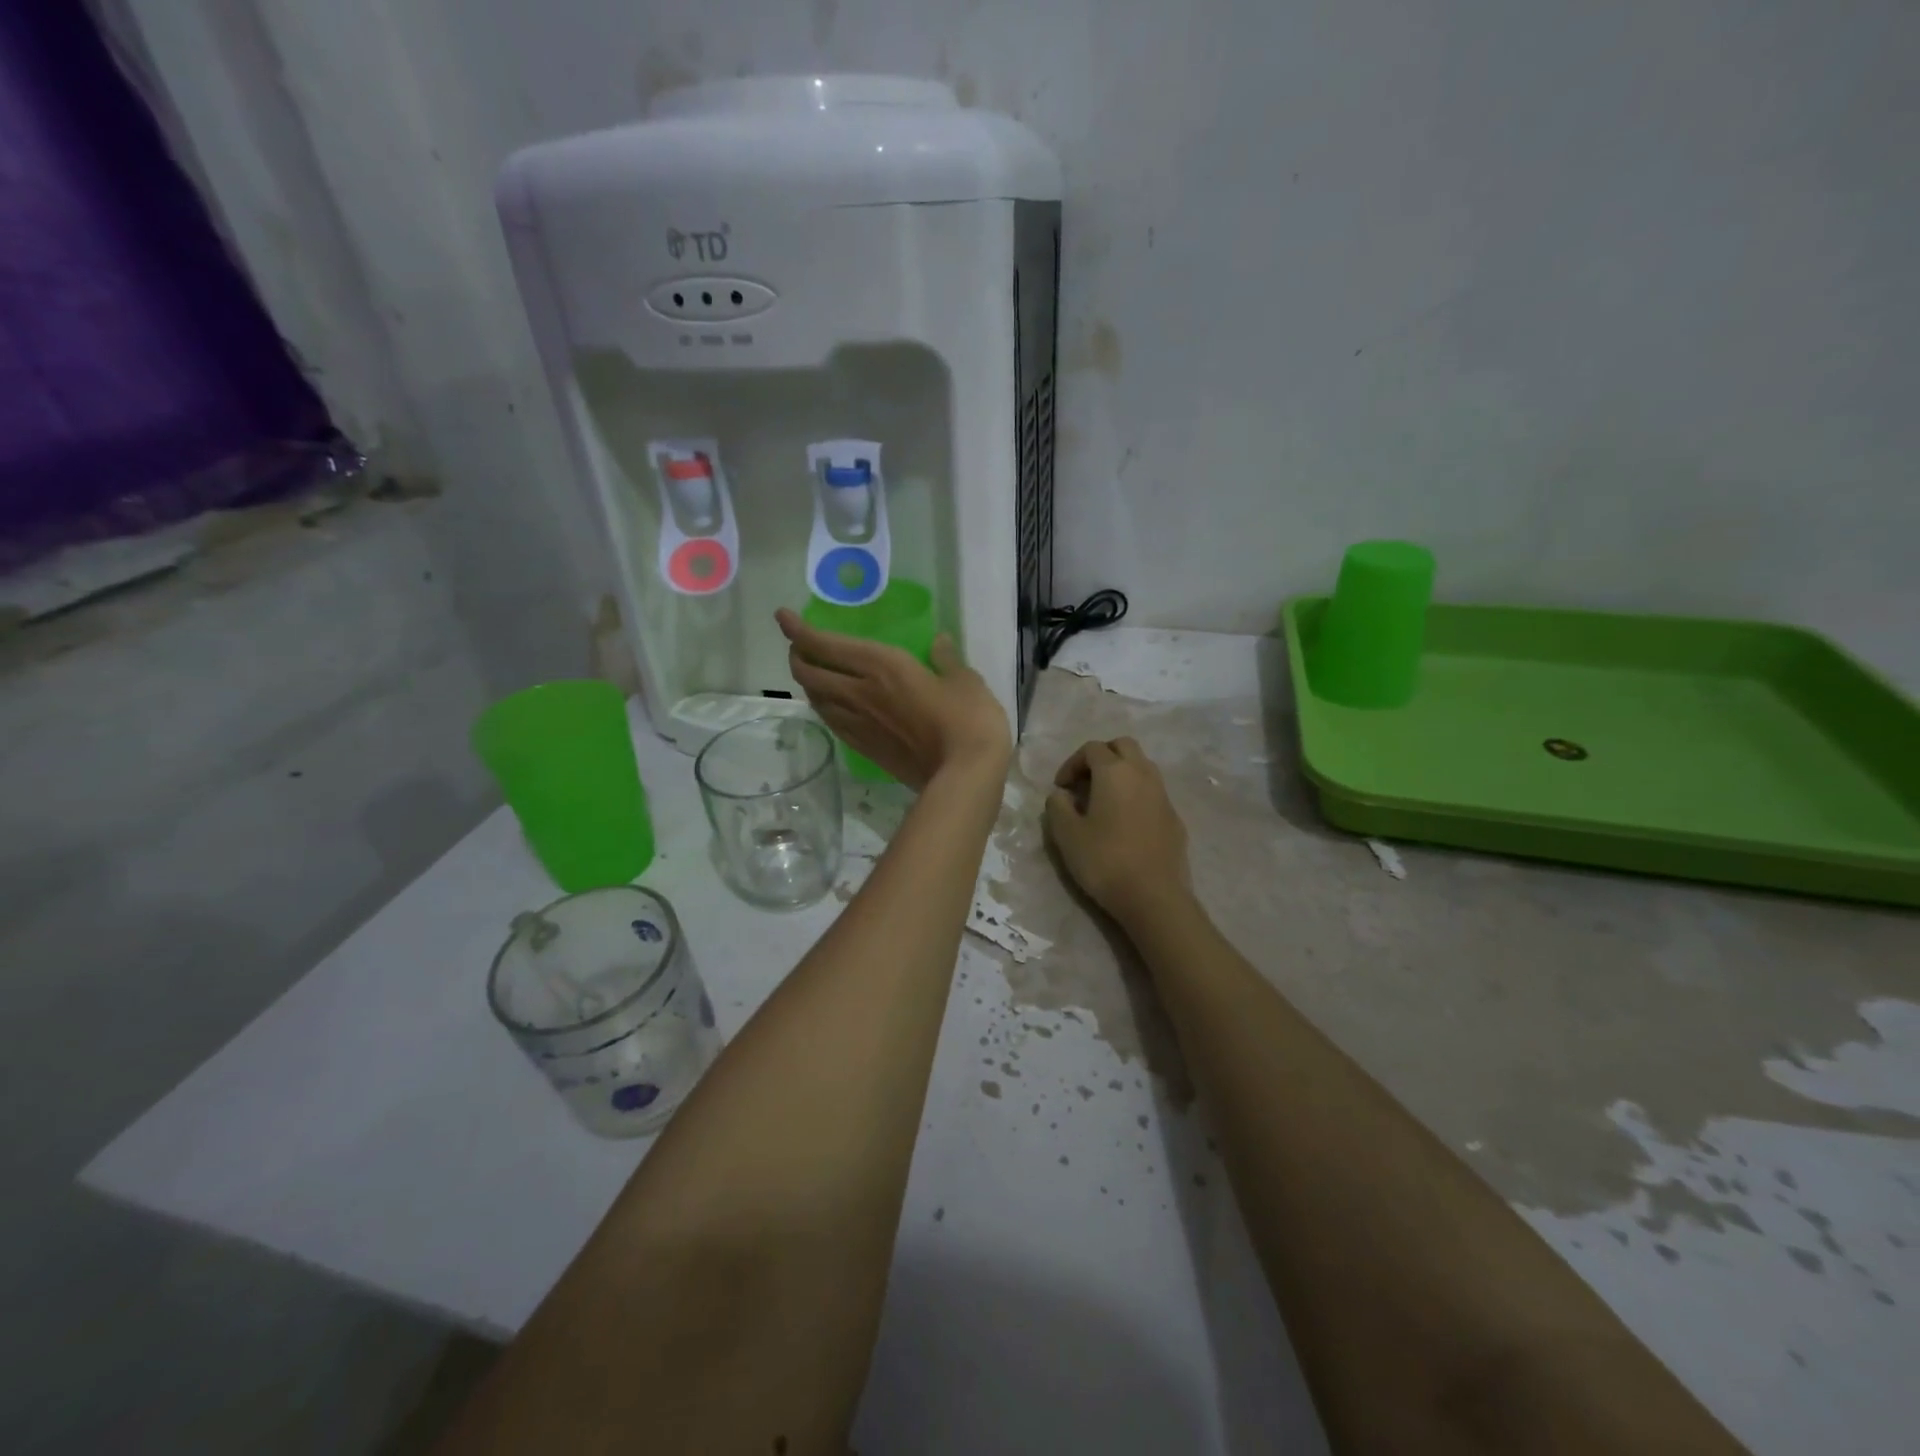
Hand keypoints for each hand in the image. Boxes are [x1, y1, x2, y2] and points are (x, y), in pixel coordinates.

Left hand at [775, 610, 1011, 790]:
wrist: (963, 777)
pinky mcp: (865, 749)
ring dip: (808, 683)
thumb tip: (939, 643)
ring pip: (816, 700)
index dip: (799, 630)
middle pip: (810, 673)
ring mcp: (859, 724)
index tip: (783, 617)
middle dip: (797, 656)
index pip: (826, 645)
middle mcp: (860, 692)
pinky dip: (823, 707)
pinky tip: (831, 706)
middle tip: (800, 646)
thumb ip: (947, 659)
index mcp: (882, 666)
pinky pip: (832, 722)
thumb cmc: (968, 720)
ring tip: (813, 673)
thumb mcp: (965, 681)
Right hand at [1044, 738, 1191, 923]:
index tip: (1061, 788)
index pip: (1091, 748)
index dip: (1071, 763)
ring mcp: (1163, 795)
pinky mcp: (1175, 817)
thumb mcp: (1067, 835)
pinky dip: (1137, 795)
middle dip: (1101, 757)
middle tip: (1085, 783)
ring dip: (1121, 773)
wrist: (1154, 896)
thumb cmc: (1105, 861)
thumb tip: (1062, 795)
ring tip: (1104, 801)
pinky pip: (1153, 792)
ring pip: (1142, 766)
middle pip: (1123, 746)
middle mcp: (1142, 774)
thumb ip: (1058, 806)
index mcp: (1114, 772)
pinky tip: (1126, 823)